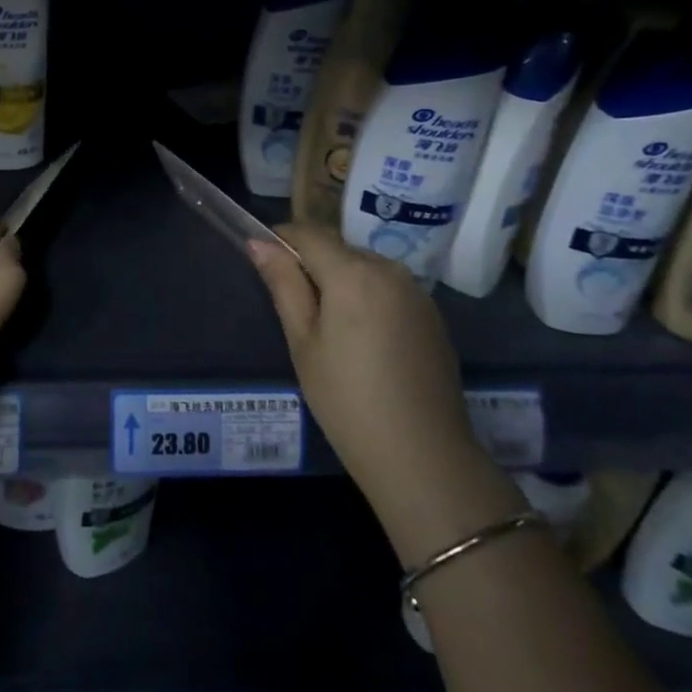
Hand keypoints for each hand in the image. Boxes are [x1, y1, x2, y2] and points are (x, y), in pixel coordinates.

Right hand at [249, 226, 491, 535]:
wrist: (423, 457)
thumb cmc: (347, 400)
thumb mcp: (303, 342)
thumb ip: (283, 285)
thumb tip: (259, 242)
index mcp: (353, 273)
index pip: (309, 233)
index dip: (282, 240)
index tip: (264, 262)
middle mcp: (389, 269)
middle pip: (339, 249)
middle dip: (313, 265)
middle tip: (295, 309)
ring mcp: (417, 292)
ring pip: (365, 268)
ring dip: (342, 282)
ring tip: (329, 329)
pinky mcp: (433, 315)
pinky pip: (388, 289)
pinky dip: (368, 299)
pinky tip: (364, 342)